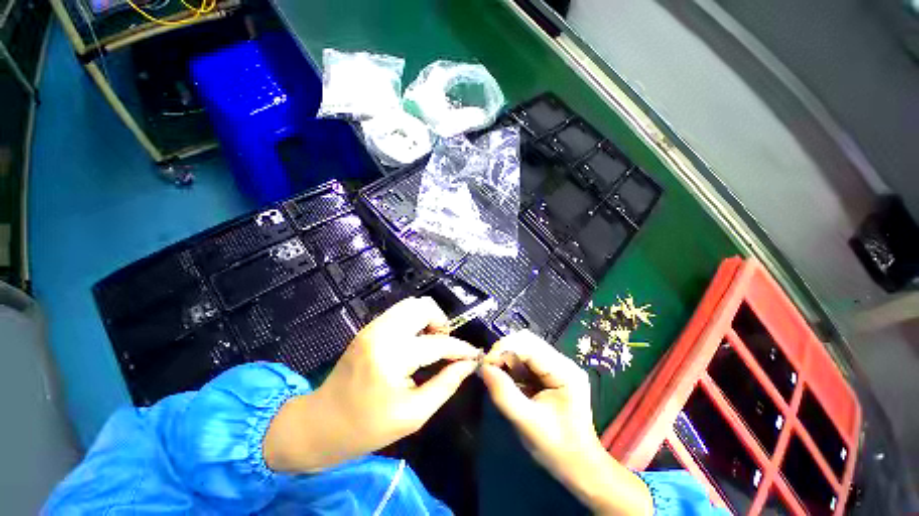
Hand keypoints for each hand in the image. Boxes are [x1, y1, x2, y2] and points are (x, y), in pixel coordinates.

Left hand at [264, 297, 479, 472]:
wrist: (320, 424)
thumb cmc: (366, 428)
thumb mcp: (413, 415)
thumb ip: (445, 385)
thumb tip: (468, 365)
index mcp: (392, 357)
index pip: (437, 343)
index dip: (460, 348)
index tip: (474, 354)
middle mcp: (382, 332)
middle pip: (423, 307)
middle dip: (441, 323)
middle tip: (444, 346)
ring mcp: (373, 326)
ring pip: (412, 304)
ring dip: (428, 319)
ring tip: (431, 342)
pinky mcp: (369, 327)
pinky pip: (400, 312)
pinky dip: (414, 321)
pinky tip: (415, 342)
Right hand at [480, 331, 651, 515]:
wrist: (579, 466)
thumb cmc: (557, 449)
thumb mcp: (527, 423)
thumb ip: (504, 394)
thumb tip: (483, 368)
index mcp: (564, 372)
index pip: (529, 345)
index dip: (504, 349)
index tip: (485, 365)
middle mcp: (562, 362)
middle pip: (526, 341)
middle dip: (503, 351)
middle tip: (488, 369)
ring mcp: (557, 366)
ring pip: (524, 348)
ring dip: (506, 358)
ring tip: (496, 375)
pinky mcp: (550, 372)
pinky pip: (525, 359)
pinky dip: (511, 366)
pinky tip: (507, 379)